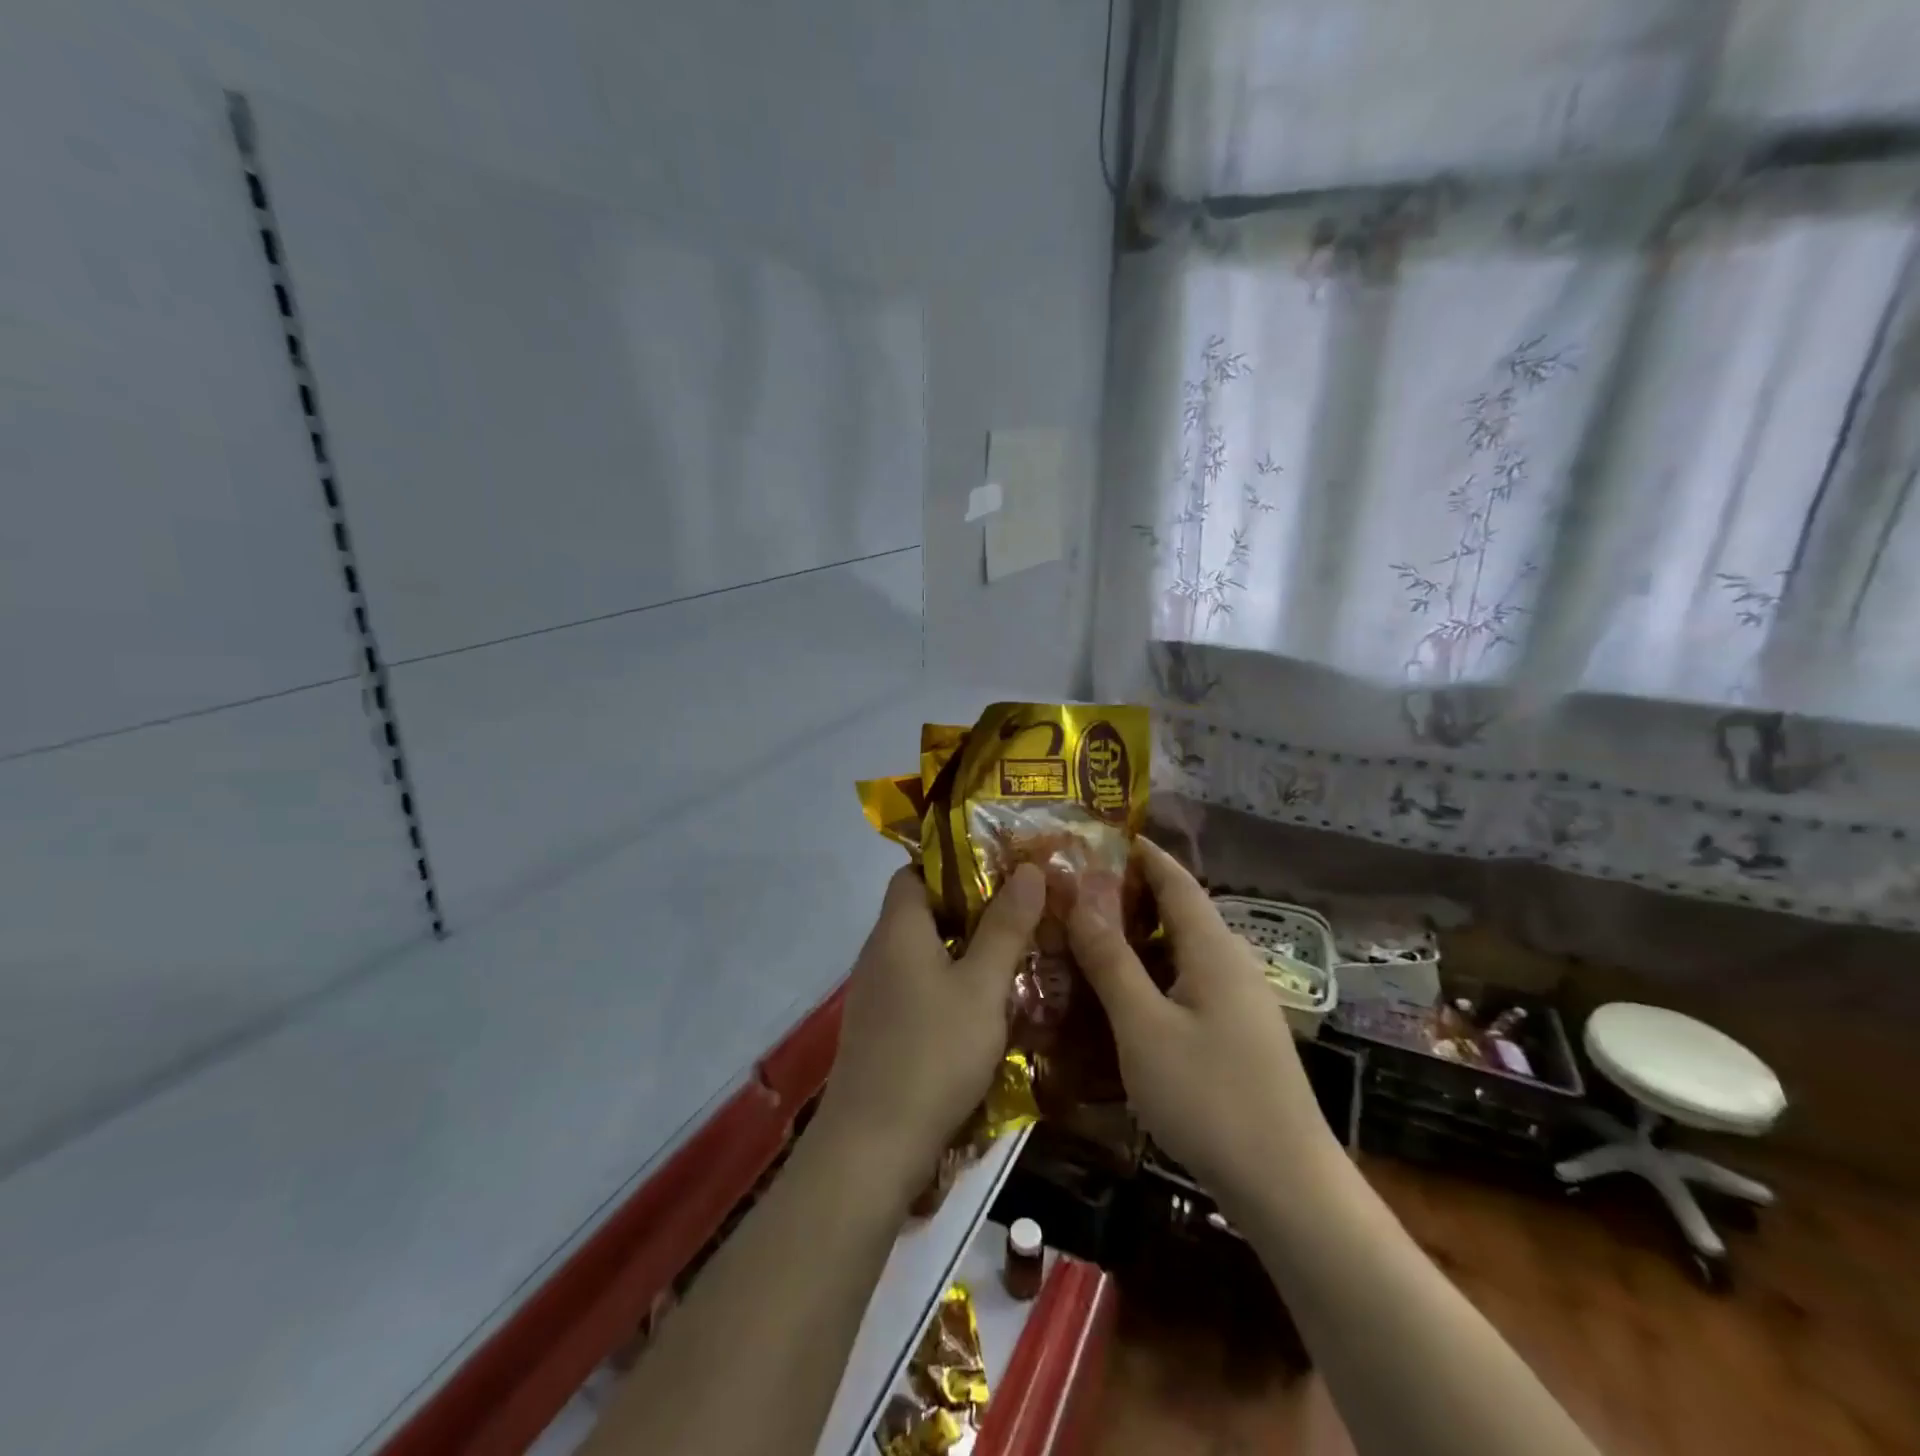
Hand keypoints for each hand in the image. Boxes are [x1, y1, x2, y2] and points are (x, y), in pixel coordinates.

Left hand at [814, 863, 1045, 1206]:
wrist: (872, 1148)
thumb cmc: (932, 1054)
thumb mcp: (981, 987)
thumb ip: (1005, 927)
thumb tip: (1028, 868)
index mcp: (898, 929)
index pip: (916, 871)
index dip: (955, 865)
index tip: (1002, 873)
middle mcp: (879, 953)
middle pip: (923, 911)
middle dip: (972, 909)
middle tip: (1023, 915)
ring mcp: (876, 994)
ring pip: (924, 953)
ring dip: (965, 951)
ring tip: (1015, 957)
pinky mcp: (880, 1029)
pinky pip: (918, 987)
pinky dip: (950, 985)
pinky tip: (984, 1008)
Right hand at [1067, 840, 1335, 1207]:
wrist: (1287, 1187)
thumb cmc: (1209, 1096)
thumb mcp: (1143, 1025)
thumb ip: (1110, 959)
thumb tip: (1080, 897)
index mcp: (1213, 949)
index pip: (1176, 880)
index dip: (1142, 853)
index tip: (1102, 834)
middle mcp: (1232, 964)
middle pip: (1180, 912)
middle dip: (1131, 895)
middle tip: (1077, 891)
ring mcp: (1240, 1003)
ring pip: (1182, 952)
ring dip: (1139, 938)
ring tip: (1089, 937)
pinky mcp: (1239, 1036)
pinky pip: (1188, 985)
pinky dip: (1153, 975)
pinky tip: (1124, 997)